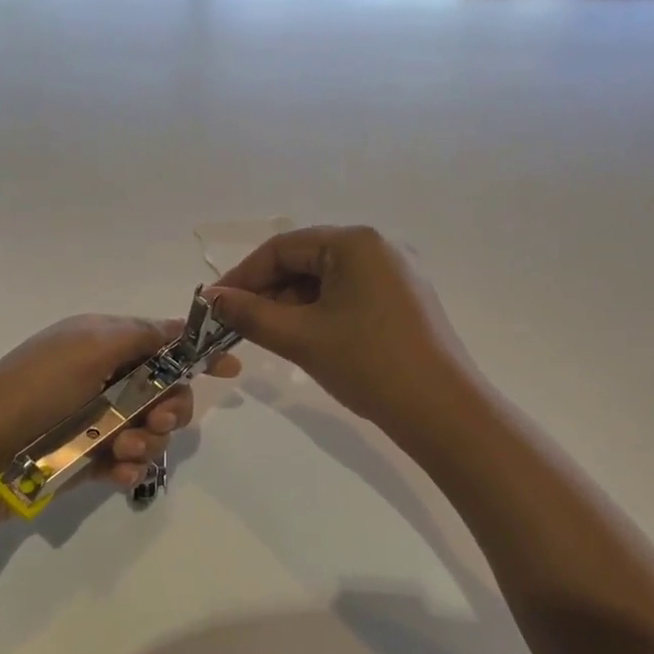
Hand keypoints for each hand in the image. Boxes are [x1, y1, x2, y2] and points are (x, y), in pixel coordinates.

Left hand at [0, 315, 239, 508]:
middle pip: (166, 390)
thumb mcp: (90, 345)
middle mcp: (105, 378)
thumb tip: (185, 324)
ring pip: (152, 428)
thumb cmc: (37, 387)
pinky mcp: (91, 457)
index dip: (196, 354)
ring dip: (149, 438)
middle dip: (171, 406)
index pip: (162, 342)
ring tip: (124, 448)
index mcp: (103, 342)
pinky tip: (117, 471)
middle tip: (156, 418)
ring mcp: (99, 420)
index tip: (229, 370)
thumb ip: (143, 336)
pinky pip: (130, 459)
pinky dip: (130, 464)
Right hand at [208, 225, 474, 437]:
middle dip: (268, 290)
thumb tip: (212, 299)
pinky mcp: (404, 299)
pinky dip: (321, 311)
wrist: (442, 411)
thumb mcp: (301, 337)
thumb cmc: (367, 364)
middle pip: (306, 259)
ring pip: (327, 278)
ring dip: (292, 302)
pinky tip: (306, 337)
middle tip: (238, 323)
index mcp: (355, 242)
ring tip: (269, 334)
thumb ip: (250, 313)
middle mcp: (379, 246)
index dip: (243, 275)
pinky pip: (350, 293)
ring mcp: (396, 272)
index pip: (283, 247)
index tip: (215, 304)